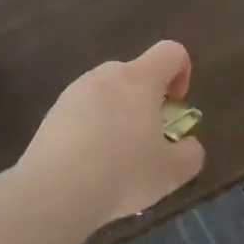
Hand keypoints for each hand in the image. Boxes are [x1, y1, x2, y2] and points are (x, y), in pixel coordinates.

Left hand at [20, 40, 206, 224]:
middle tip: (149, 137)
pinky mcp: (52, 113)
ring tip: (116, 157)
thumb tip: (188, 145)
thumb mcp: (172, 172)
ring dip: (118, 114)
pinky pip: (82, 111)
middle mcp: (106, 76)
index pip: (171, 52)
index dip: (183, 73)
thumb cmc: (122, 173)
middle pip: (136, 72)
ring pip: (107, 92)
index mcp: (139, 79)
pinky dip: (92, 128)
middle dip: (148, 99)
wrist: (53, 191)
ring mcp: (74, 92)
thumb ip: (190, 153)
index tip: (175, 107)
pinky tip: (89, 164)